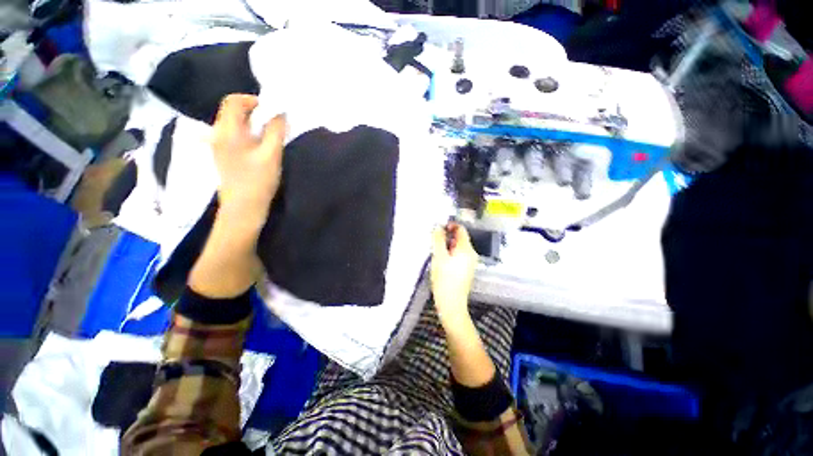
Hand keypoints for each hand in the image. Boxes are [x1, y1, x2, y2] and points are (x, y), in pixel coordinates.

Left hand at [211, 94, 286, 224]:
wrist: (243, 207)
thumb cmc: (258, 181)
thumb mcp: (271, 155)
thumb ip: (276, 131)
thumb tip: (280, 113)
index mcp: (228, 131)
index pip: (233, 101)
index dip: (252, 100)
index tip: (271, 109)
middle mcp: (218, 134)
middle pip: (232, 111)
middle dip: (253, 111)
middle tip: (272, 122)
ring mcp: (218, 145)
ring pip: (233, 123)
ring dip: (251, 123)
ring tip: (268, 134)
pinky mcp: (223, 155)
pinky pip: (234, 134)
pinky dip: (247, 133)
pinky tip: (259, 145)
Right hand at [431, 223, 478, 322]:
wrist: (451, 304)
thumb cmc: (445, 280)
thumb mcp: (439, 257)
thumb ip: (438, 240)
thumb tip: (438, 227)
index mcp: (466, 249)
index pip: (461, 229)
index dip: (450, 225)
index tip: (439, 228)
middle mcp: (471, 254)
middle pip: (460, 238)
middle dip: (447, 237)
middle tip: (434, 241)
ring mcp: (470, 263)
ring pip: (458, 247)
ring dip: (447, 246)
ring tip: (436, 252)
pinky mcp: (466, 270)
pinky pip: (459, 256)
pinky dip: (450, 254)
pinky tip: (441, 262)